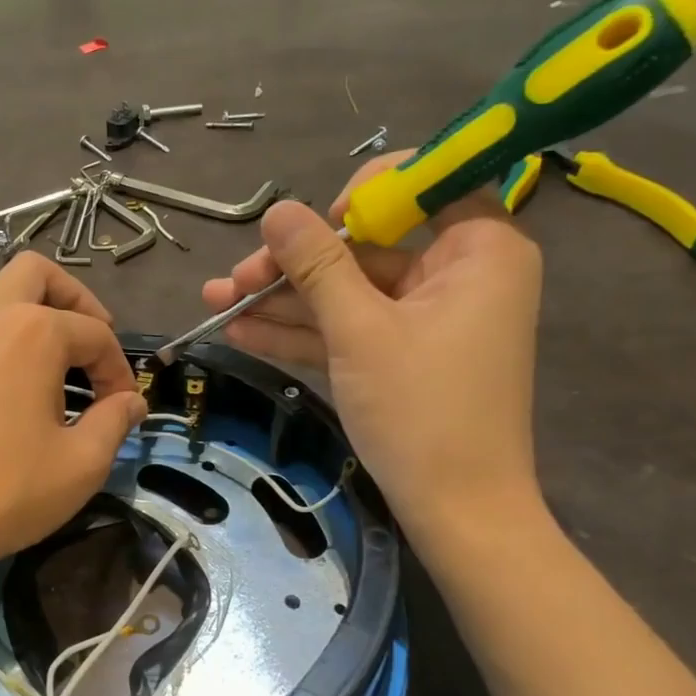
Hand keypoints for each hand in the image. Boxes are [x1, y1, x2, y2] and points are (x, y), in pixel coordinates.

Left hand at [0, 253, 145, 591]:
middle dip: (74, 299)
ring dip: (30, 316)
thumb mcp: (82, 463)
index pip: (95, 334)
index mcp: (32, 333)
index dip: (119, 368)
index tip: (125, 405)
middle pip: (35, 274)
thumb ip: (114, 422)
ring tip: (52, 365)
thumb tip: (131, 402)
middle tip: (92, 341)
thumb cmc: (7, 491)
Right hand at [201, 151, 542, 539]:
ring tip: (216, 302)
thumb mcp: (360, 331)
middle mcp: (457, 274)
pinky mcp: (399, 355)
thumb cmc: (422, 410)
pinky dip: (301, 332)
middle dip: (295, 265)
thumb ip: (318, 266)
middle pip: (366, 247)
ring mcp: (424, 318)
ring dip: (283, 300)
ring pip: (347, 292)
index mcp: (479, 249)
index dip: (363, 195)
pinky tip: (241, 332)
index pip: (424, 185)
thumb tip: (277, 211)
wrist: (455, 511)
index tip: (312, 225)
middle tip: (235, 278)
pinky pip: (348, 329)